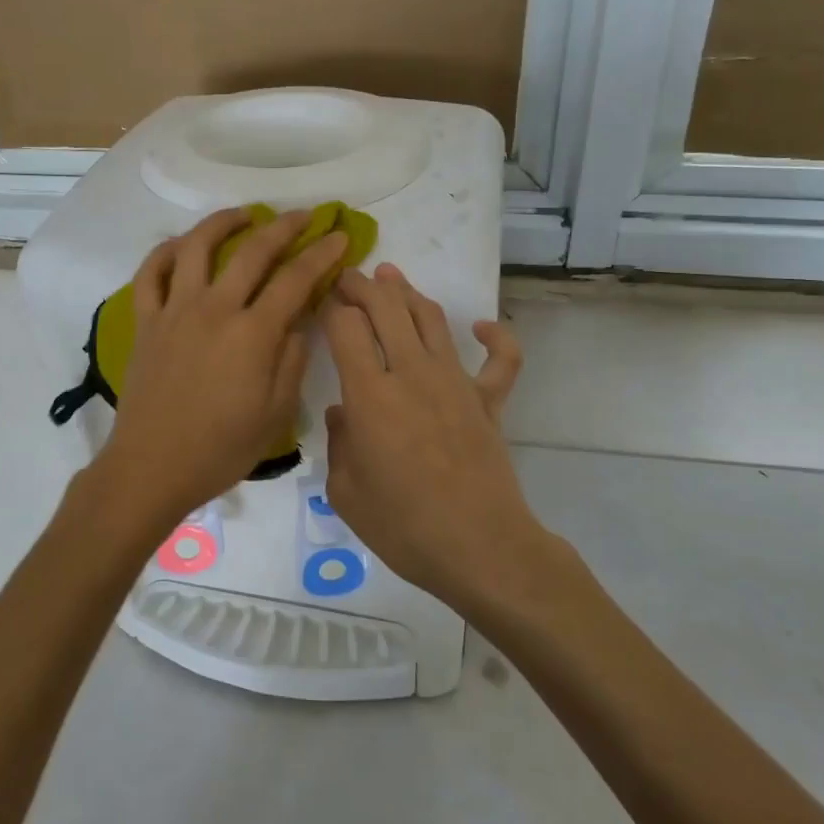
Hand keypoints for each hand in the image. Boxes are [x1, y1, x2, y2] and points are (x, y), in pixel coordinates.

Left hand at [95, 208, 348, 528]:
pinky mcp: (146, 321)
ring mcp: (175, 311)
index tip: (340, 237)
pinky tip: (181, 245)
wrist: (152, 466)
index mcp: (252, 334)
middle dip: (284, 227)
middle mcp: (214, 309)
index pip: (295, 280)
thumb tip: (299, 321)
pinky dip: (165, 252)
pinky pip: (150, 274)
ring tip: (243, 215)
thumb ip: (292, 360)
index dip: (322, 255)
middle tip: (304, 216)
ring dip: (223, 223)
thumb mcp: (276, 413)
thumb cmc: (221, 448)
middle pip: (253, 252)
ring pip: (197, 247)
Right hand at [322, 264, 543, 611]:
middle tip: (347, 276)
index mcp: (370, 394)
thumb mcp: (345, 493)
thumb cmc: (403, 526)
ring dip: (409, 292)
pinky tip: (482, 327)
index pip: (346, 327)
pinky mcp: (488, 400)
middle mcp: (412, 373)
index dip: (331, 308)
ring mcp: (456, 381)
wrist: (479, 547)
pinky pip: (501, 359)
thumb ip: (339, 443)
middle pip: (386, 308)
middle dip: (362, 285)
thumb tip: (341, 413)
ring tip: (391, 277)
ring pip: (431, 318)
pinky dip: (496, 337)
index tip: (322, 304)